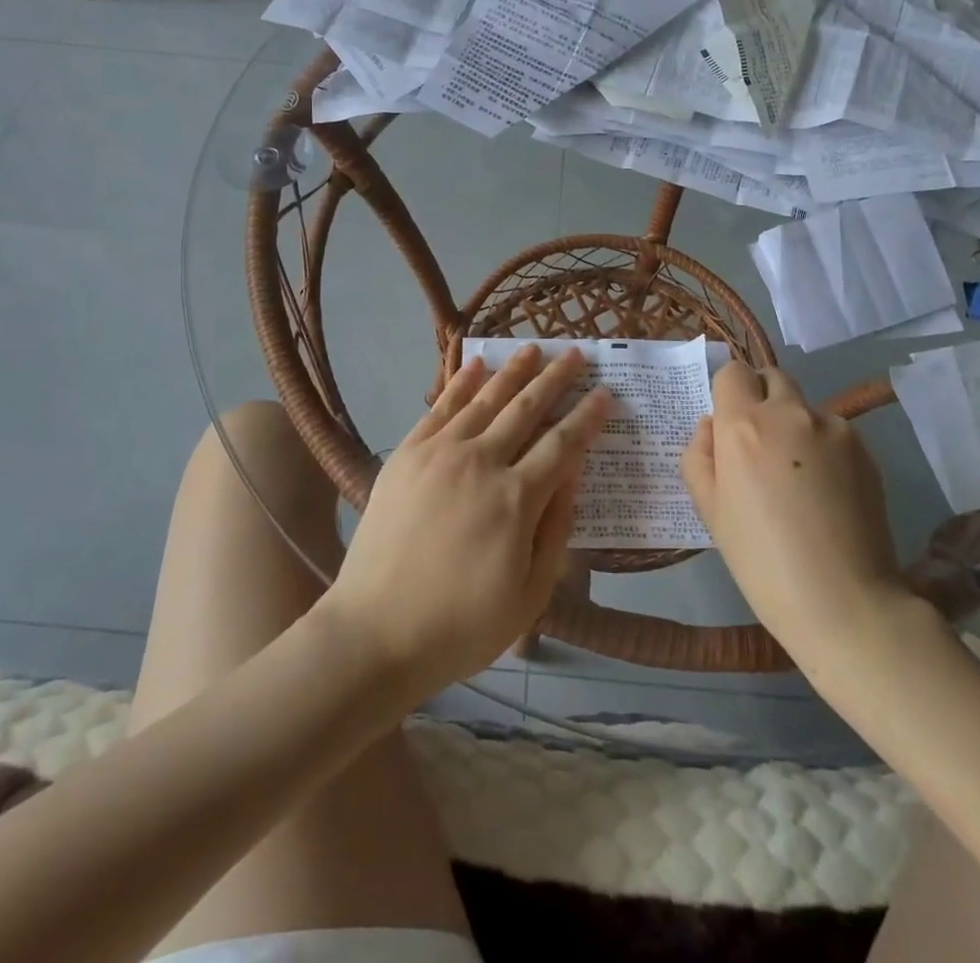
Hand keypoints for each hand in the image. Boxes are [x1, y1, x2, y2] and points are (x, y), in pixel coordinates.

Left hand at [320, 346, 608, 702]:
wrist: (375, 631)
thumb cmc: (461, 625)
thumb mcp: (529, 594)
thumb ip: (555, 529)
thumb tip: (573, 475)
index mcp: (516, 499)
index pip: (563, 445)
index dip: (587, 417)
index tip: (604, 392)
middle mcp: (480, 462)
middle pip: (526, 409)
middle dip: (555, 378)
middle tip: (575, 353)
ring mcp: (439, 453)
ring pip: (485, 399)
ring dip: (513, 371)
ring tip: (533, 348)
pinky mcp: (407, 454)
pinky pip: (440, 407)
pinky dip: (461, 381)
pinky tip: (477, 364)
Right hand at [681, 363, 915, 671]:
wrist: (843, 602)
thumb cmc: (761, 559)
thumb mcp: (709, 510)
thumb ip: (698, 455)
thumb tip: (711, 426)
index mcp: (743, 424)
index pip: (732, 372)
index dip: (727, 392)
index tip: (729, 425)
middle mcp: (789, 412)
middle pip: (771, 377)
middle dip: (761, 399)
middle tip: (760, 446)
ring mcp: (833, 428)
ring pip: (804, 407)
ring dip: (795, 425)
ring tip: (798, 478)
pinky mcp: (865, 449)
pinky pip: (833, 432)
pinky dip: (824, 447)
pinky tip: (826, 492)